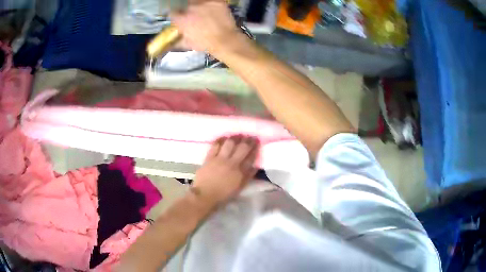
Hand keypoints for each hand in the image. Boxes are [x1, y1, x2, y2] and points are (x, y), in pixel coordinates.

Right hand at [171, 0, 241, 52]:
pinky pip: (211, 1)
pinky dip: (211, 5)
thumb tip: (175, 37)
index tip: (179, 18)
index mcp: (182, 19)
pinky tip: (213, 11)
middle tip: (194, 16)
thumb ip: (180, 36)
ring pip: (197, 1)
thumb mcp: (188, 43)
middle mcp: (191, 8)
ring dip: (198, 6)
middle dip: (188, 10)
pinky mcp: (217, 2)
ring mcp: (205, 4)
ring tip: (203, 13)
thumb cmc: (206, 44)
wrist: (225, 40)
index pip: (173, 13)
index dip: (176, 16)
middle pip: (186, 6)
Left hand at [192, 135, 259, 204]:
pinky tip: (224, 137)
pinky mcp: (209, 158)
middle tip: (250, 136)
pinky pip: (216, 145)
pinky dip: (220, 140)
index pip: (250, 157)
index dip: (255, 148)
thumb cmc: (223, 194)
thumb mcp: (239, 188)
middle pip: (242, 148)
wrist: (205, 195)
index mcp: (240, 172)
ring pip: (229, 143)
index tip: (257, 141)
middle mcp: (231, 163)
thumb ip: (248, 176)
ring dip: (235, 137)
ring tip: (238, 135)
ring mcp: (219, 159)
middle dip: (248, 140)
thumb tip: (255, 166)